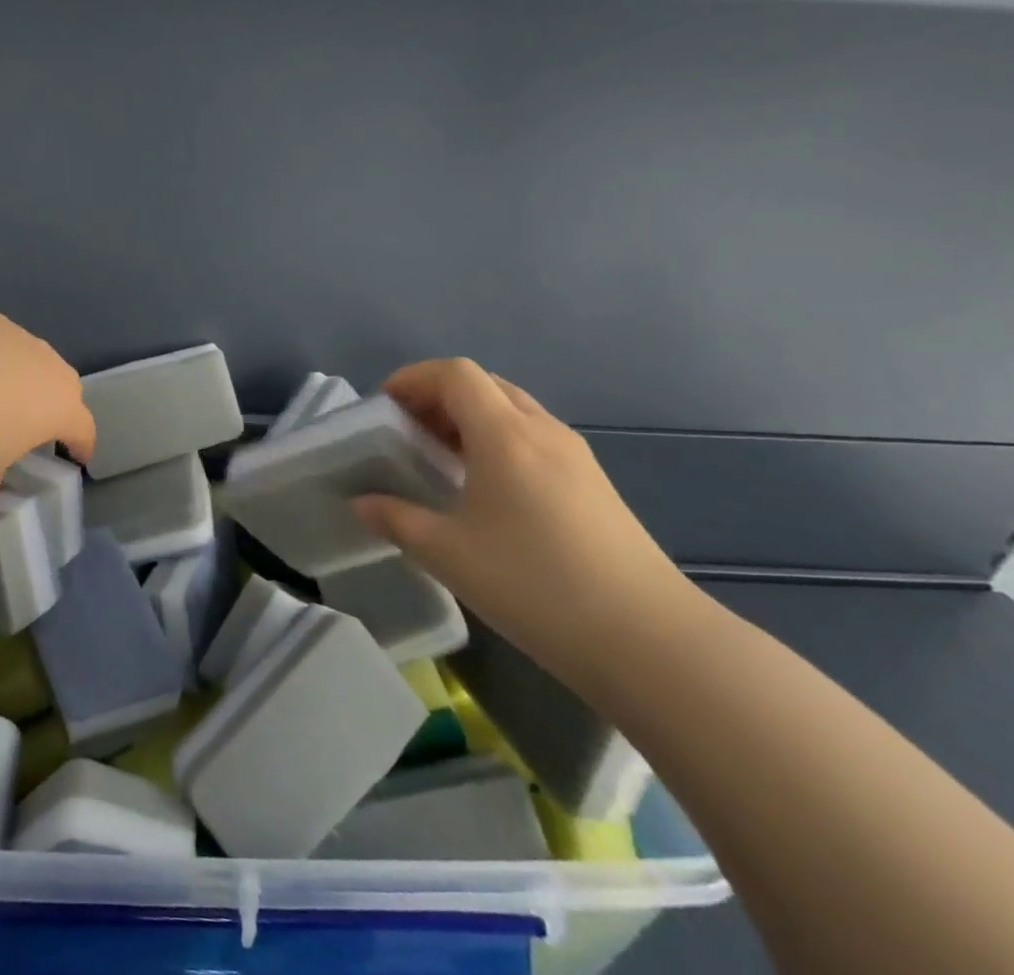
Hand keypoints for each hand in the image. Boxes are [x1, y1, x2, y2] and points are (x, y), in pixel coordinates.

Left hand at [0, 309, 96, 489]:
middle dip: (53, 401)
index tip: (77, 455)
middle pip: (63, 385)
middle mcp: (52, 367)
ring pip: (31, 356)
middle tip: (33, 419)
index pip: (83, 429)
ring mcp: (23, 338)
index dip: (81, 444)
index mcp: (62, 408)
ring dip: (20, 373)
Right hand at [354, 357, 690, 689]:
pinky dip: (499, 440)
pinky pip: (534, 437)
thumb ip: (396, 519)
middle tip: (410, 431)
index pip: (455, 372)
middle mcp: (542, 430)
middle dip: (438, 396)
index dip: (413, 378)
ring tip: (442, 459)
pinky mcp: (595, 484)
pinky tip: (488, 489)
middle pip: (484, 384)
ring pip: (513, 409)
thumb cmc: (536, 585)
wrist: (652, 641)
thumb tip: (361, 503)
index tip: (386, 408)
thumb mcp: (448, 554)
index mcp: (504, 434)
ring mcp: (575, 456)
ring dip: (470, 418)